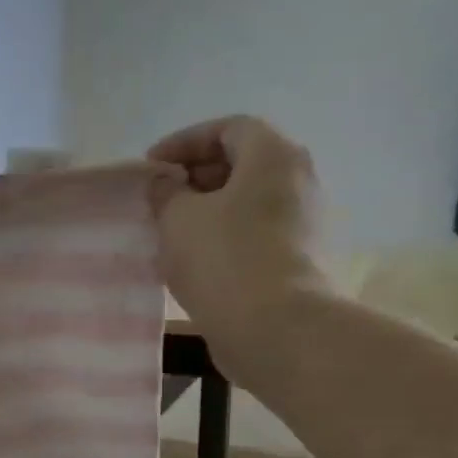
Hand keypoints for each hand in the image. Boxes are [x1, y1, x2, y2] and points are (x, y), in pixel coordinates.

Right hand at [148, 116, 332, 374]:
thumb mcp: (178, 218)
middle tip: (159, 201)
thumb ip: (166, 192)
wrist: (277, 328)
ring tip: (171, 235)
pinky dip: (225, 239)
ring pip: (248, 204)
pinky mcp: (301, 261)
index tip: (151, 167)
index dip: (184, 142)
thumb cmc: (224, 259)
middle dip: (196, 178)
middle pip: (243, 164)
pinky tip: (196, 263)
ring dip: (208, 213)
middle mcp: (299, 181)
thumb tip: (165, 183)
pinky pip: (256, 235)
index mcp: (273, 157)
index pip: (228, 128)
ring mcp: (306, 223)